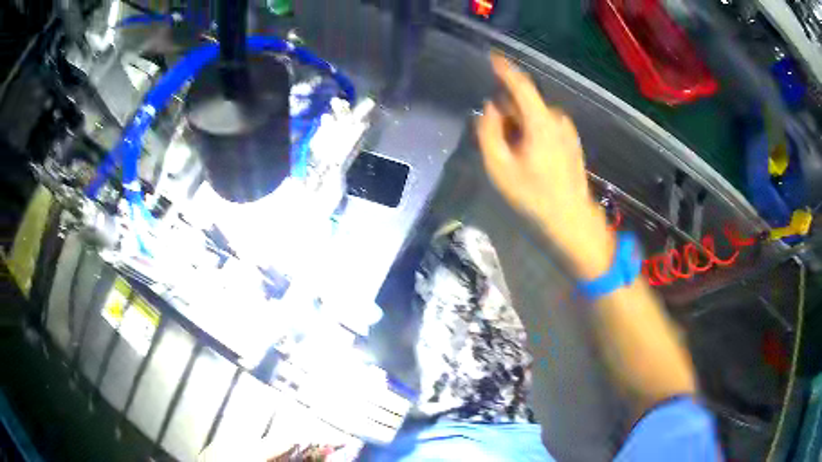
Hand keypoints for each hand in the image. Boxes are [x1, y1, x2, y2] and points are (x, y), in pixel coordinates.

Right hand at [476, 53, 613, 277]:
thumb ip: (490, 132)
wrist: (571, 219)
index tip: (492, 58)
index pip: (521, 86)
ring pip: (534, 117)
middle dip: (508, 114)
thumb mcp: (500, 167)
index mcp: (540, 122)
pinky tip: (531, 160)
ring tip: (515, 158)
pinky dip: (532, 134)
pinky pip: (545, 127)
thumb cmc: (534, 196)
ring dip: (520, 127)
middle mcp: (557, 120)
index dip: (505, 70)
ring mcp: (567, 131)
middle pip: (524, 104)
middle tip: (499, 143)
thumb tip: (491, 109)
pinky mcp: (571, 142)